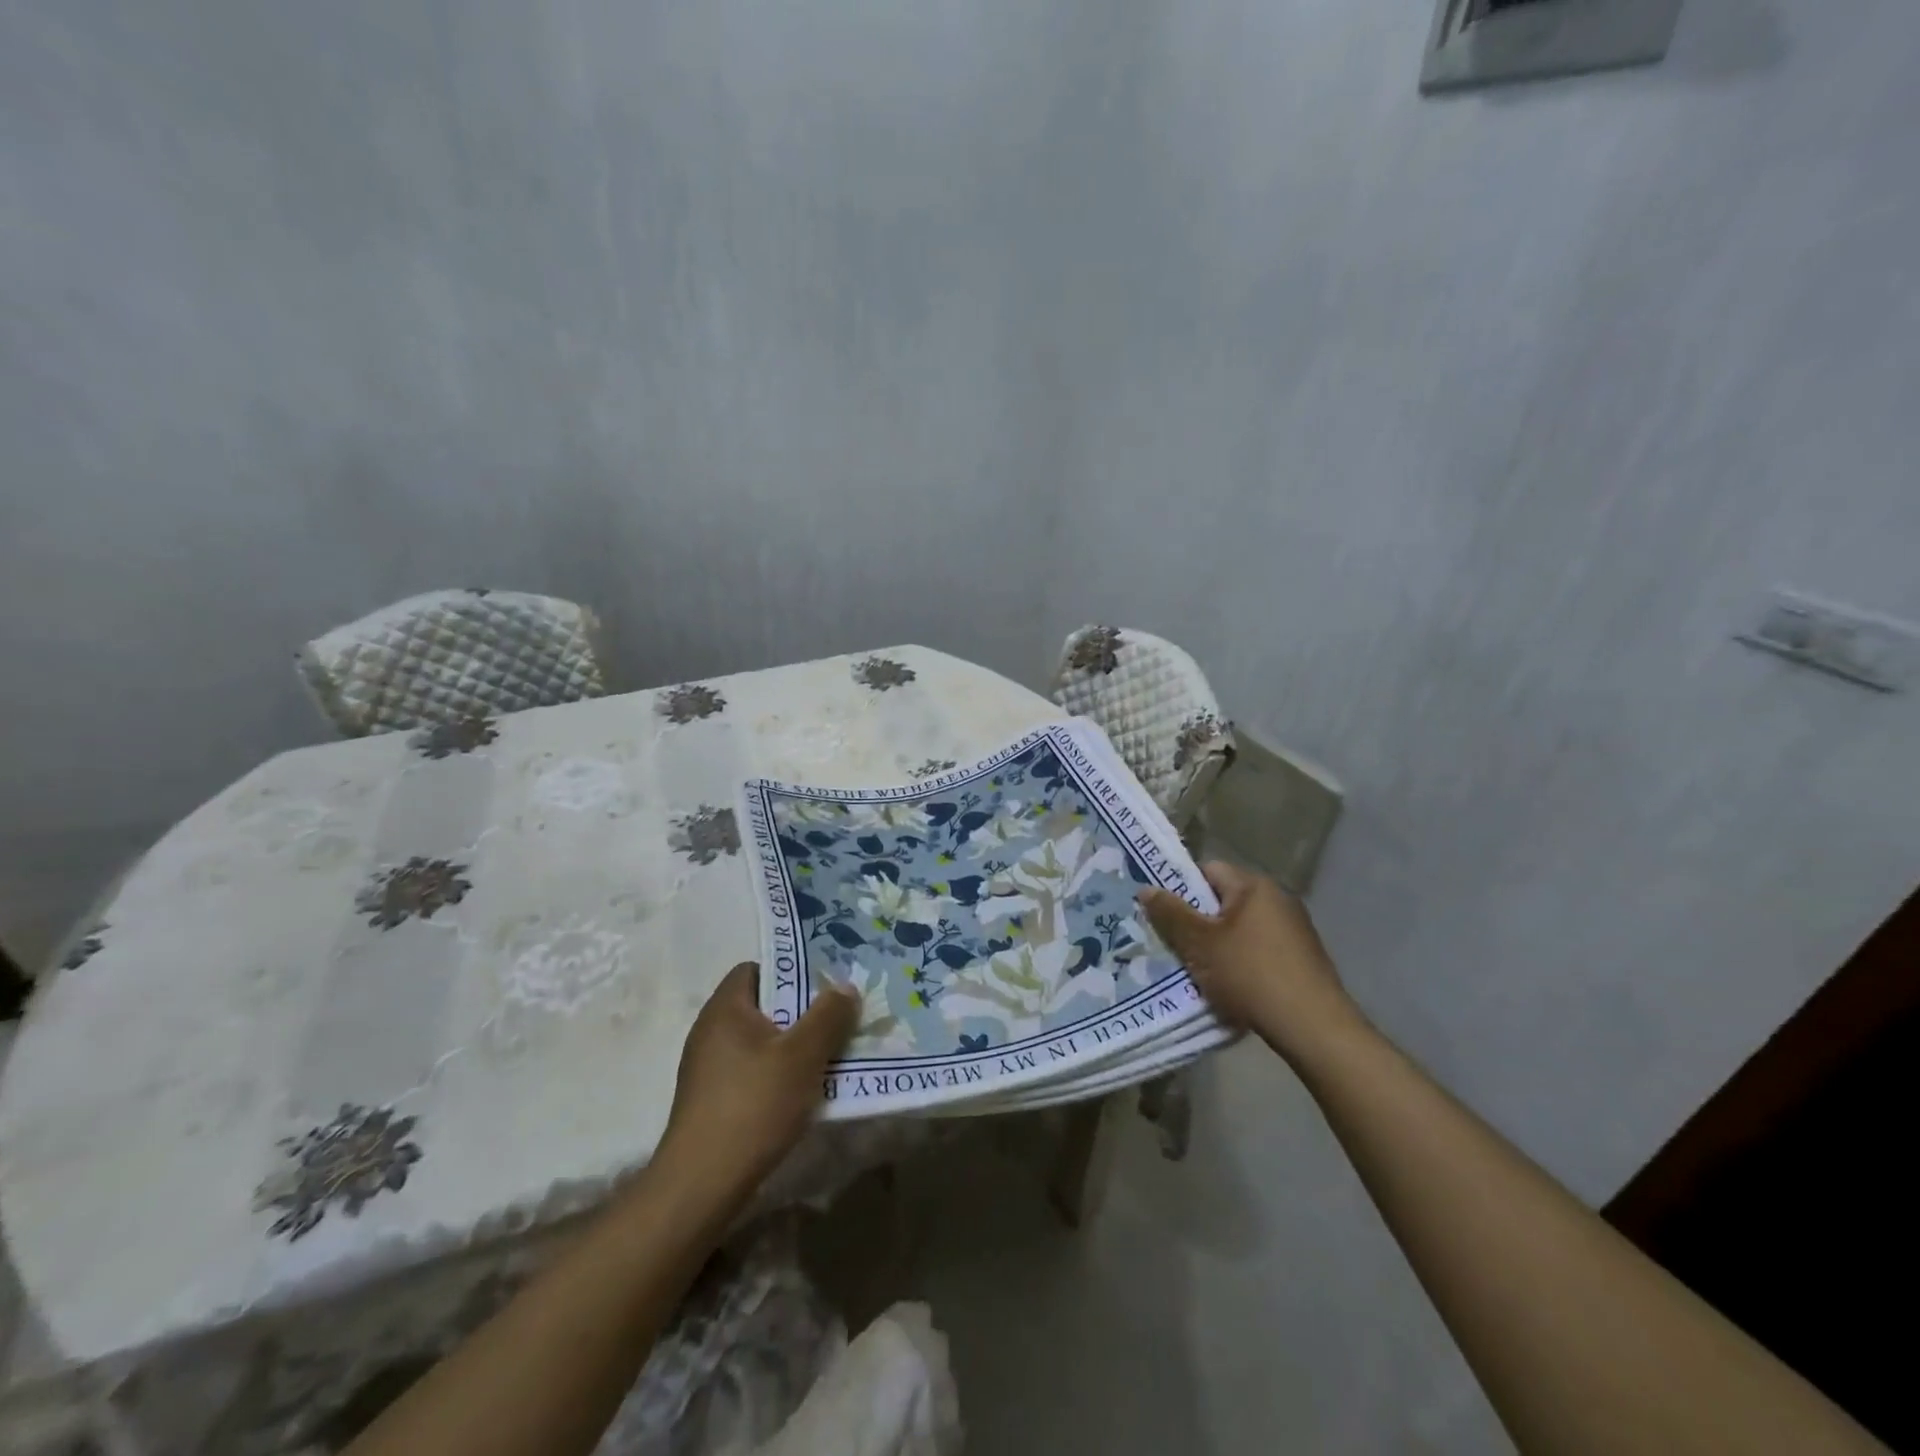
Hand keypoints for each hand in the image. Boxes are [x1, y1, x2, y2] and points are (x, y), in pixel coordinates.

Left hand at [654, 963, 858, 1205]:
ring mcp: (707, 1068)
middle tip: (837, 1019)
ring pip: (760, 1041)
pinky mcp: (711, 1100)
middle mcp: (710, 1030)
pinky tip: (802, 1093)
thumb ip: (828, 1016)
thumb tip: (845, 987)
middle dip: (801, 1011)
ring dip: (793, 1046)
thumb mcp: (802, 1056)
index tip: (825, 985)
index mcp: (725, 1008)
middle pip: (763, 1005)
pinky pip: (752, 1070)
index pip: (757, 968)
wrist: (701, 1185)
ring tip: (828, 1056)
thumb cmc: (753, 1105)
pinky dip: (777, 1073)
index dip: (791, 971)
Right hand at [1137, 862, 1357, 1058]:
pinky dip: (1242, 962)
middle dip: (1198, 922)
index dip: (1182, 888)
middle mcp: (1278, 899)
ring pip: (1241, 928)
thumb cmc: (1250, 974)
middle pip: (1224, 900)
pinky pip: (1260, 949)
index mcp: (1254, 886)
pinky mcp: (1303, 958)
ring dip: (1219, 945)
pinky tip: (1232, 987)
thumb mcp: (1199, 944)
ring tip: (1199, 970)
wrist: (1313, 1027)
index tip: (1164, 914)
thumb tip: (1147, 888)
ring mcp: (1295, 929)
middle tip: (1175, 945)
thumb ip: (1170, 913)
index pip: (1208, 870)